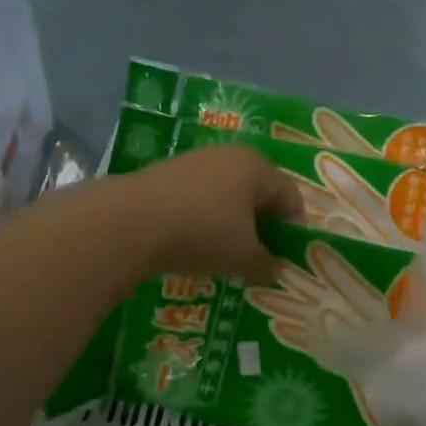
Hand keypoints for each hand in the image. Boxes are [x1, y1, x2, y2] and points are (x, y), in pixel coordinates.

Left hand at [117, 145, 301, 283]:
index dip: (294, 226)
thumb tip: (278, 270)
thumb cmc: (202, 232)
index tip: (289, 253)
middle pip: (259, 190)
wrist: (130, 222)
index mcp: (258, 167)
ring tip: (227, 249)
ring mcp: (197, 160)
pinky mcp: (168, 172)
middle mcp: (231, 155)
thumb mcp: (242, 257)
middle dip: (263, 221)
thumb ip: (266, 264)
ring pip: (228, 191)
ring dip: (233, 219)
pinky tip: (195, 239)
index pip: (290, 194)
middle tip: (260, 252)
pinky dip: (206, 215)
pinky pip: (200, 195)